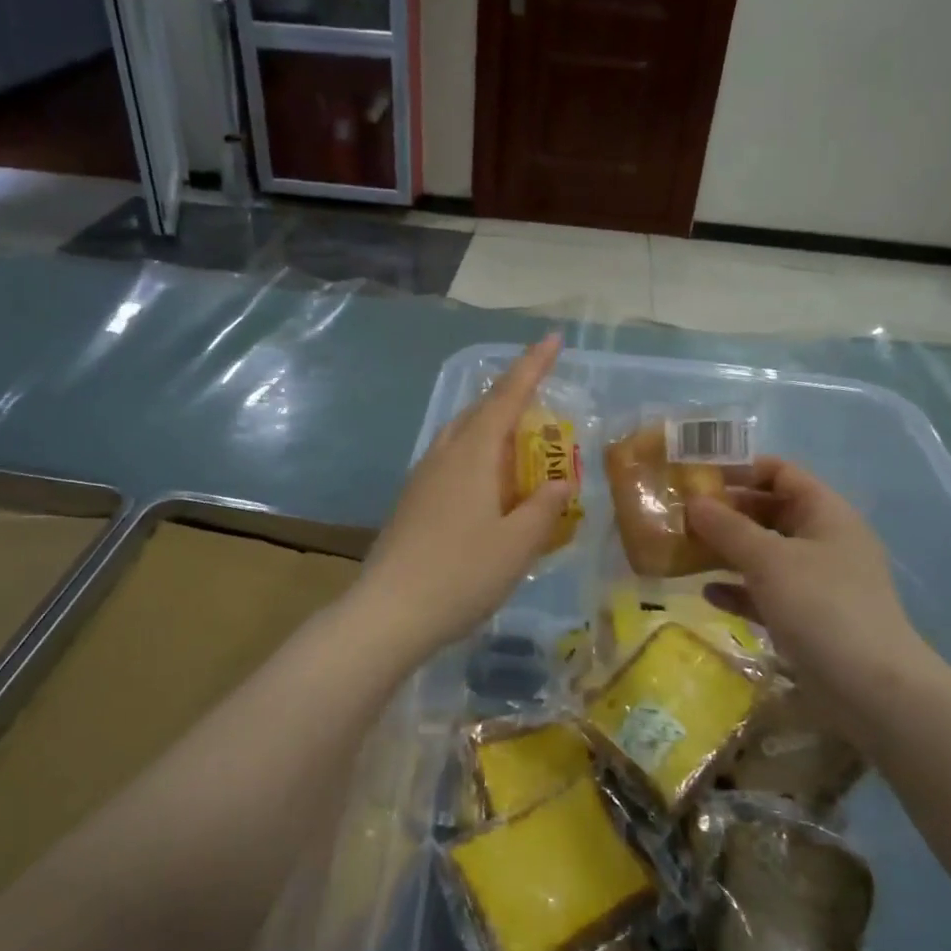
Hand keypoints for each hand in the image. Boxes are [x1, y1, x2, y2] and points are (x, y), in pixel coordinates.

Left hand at [357, 336, 572, 658]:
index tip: (553, 337)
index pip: (508, 396)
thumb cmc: (461, 575)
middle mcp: (445, 455)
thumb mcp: (517, 545)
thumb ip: (544, 509)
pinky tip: (489, 487)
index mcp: (473, 455)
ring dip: (493, 430)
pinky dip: (478, 458)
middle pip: (480, 411)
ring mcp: (423, 477)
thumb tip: (562, 483)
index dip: (533, 366)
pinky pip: (451, 461)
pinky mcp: (413, 501)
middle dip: (513, 397)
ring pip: (462, 436)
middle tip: (543, 400)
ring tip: (520, 445)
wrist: (389, 613)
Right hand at [688, 459, 929, 729]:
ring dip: (727, 551)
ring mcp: (818, 581)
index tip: (697, 476)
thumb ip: (727, 528)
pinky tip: (707, 594)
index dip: (740, 469)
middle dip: (726, 512)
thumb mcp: (768, 559)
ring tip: (684, 551)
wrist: (872, 690)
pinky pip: (766, 591)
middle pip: (770, 511)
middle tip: (681, 515)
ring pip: (765, 553)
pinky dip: (738, 589)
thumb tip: (692, 502)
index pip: (781, 473)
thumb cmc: (821, 607)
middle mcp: (824, 540)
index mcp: (826, 513)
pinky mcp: (808, 617)